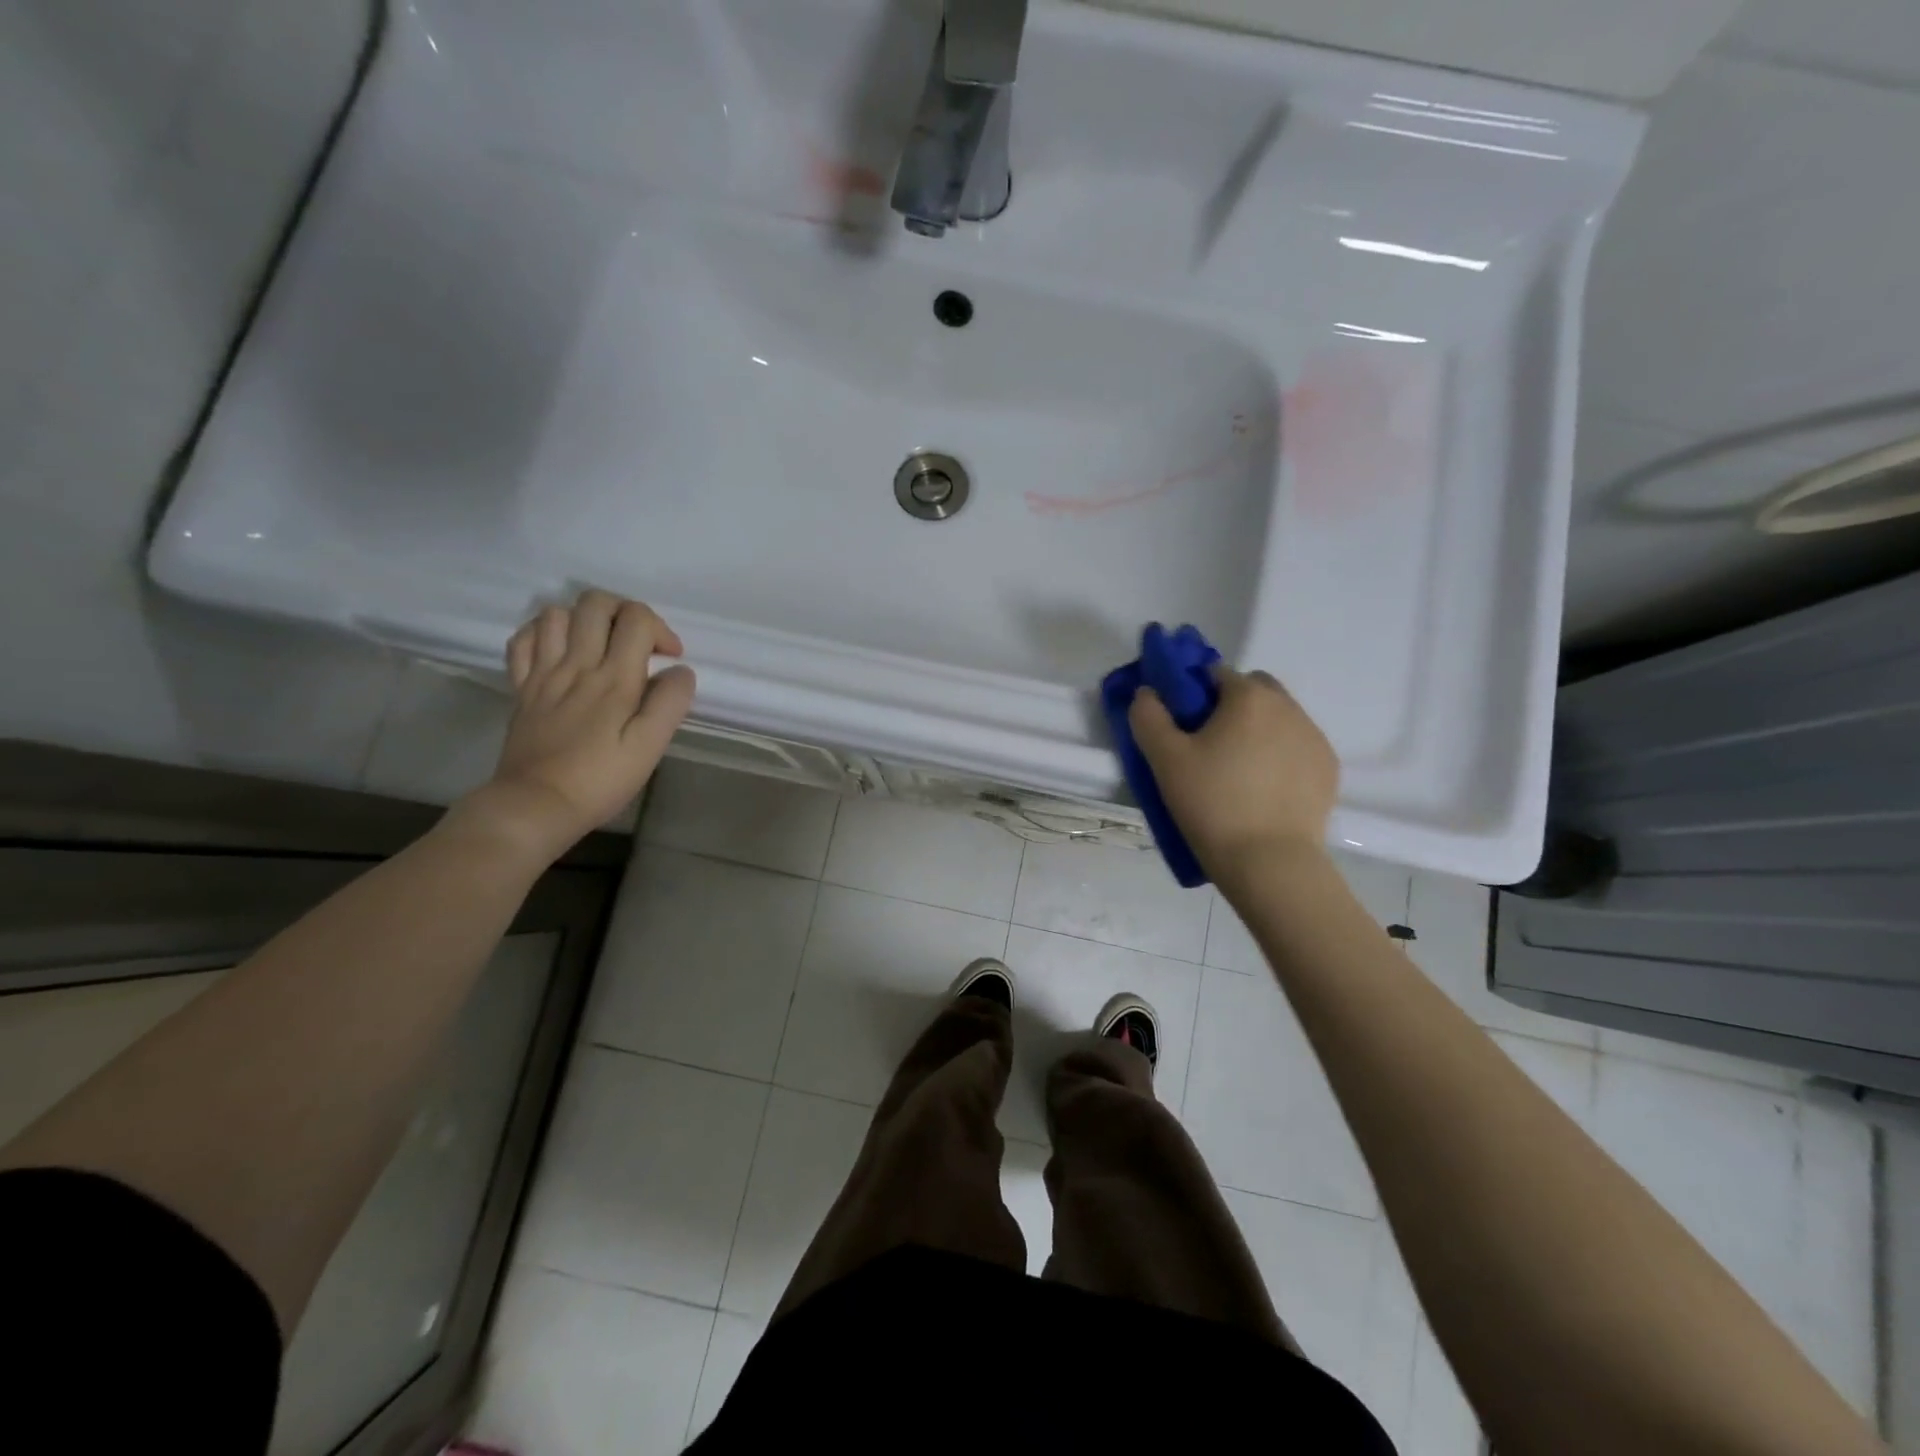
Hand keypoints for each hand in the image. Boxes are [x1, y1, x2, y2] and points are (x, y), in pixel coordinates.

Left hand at [463, 591, 694, 860]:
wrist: (536, 804)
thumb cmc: (600, 779)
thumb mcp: (650, 746)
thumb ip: (670, 703)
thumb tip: (681, 670)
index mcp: (615, 679)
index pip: (636, 619)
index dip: (660, 629)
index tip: (669, 658)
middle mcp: (577, 664)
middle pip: (596, 603)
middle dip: (624, 611)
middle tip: (638, 642)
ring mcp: (543, 673)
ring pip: (557, 613)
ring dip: (584, 619)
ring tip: (601, 644)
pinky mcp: (521, 687)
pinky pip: (524, 639)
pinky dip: (544, 633)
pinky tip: (561, 650)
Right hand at [1128, 666, 1338, 879]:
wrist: (1269, 863)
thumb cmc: (1212, 804)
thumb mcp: (1164, 760)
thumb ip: (1148, 716)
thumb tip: (1147, 693)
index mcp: (1249, 696)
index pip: (1214, 673)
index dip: (1192, 694)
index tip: (1181, 726)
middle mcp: (1288, 707)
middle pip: (1252, 690)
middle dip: (1230, 706)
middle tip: (1207, 747)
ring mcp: (1314, 737)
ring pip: (1277, 719)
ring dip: (1256, 731)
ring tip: (1235, 774)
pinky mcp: (1328, 769)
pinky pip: (1296, 748)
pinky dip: (1279, 757)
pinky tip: (1262, 791)